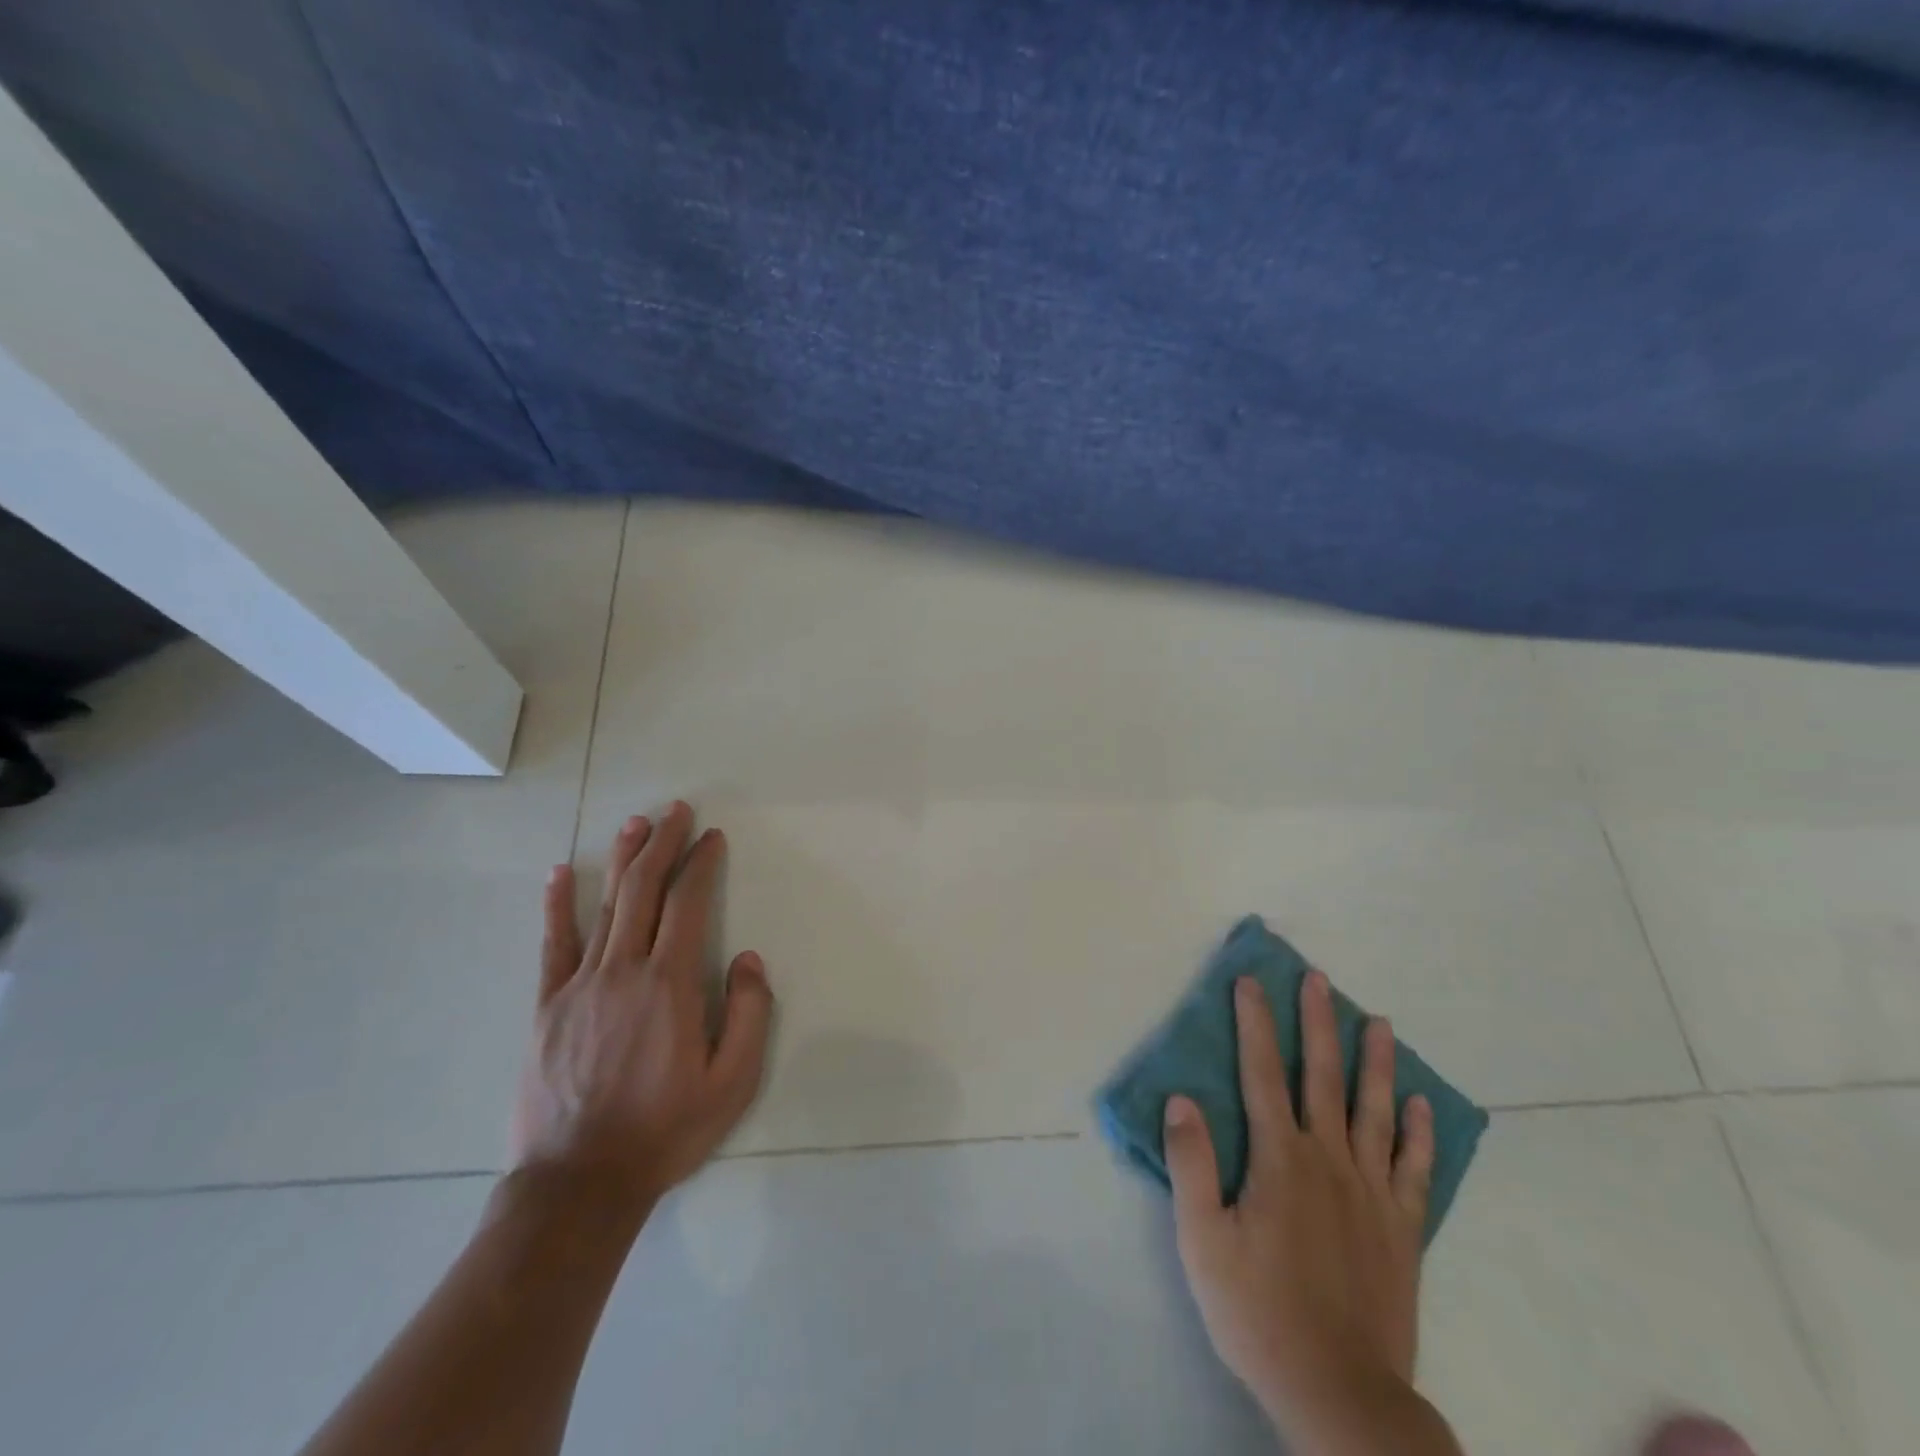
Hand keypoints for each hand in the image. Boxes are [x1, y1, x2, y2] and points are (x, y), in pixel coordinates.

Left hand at [510, 803, 773, 1218]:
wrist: (578, 1184)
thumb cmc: (665, 1130)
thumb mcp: (732, 1082)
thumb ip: (748, 1013)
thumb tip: (747, 958)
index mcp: (670, 985)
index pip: (688, 904)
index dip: (701, 864)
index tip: (712, 837)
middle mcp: (623, 971)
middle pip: (645, 890)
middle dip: (663, 844)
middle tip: (677, 811)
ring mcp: (579, 985)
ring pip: (605, 906)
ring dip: (622, 859)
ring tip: (635, 824)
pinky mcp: (547, 1006)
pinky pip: (553, 944)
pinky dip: (558, 905)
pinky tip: (561, 873)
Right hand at [1165, 971, 1434, 1424]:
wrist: (1340, 1394)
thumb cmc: (1258, 1312)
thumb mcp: (1203, 1241)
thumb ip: (1191, 1165)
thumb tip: (1182, 1099)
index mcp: (1279, 1159)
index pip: (1262, 1074)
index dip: (1255, 1023)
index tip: (1251, 981)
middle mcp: (1328, 1161)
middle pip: (1321, 1077)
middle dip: (1317, 1023)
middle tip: (1319, 979)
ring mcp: (1371, 1193)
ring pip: (1374, 1111)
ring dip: (1374, 1062)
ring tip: (1379, 1022)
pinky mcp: (1401, 1229)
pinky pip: (1413, 1169)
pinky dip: (1418, 1133)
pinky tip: (1420, 1104)